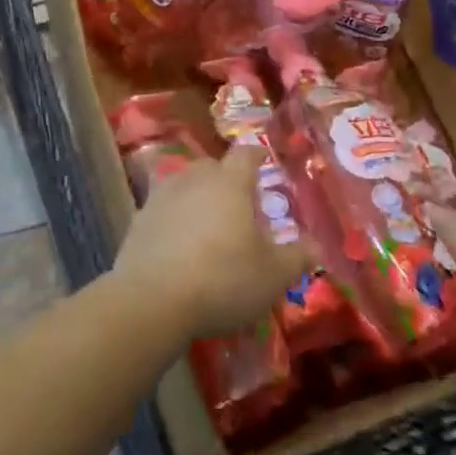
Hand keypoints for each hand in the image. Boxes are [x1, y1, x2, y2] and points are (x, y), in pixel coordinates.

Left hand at [115, 143, 315, 337]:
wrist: (152, 300)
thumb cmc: (222, 279)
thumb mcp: (272, 275)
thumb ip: (297, 257)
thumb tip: (316, 246)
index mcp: (230, 182)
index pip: (246, 154)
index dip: (256, 155)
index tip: (264, 160)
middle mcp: (195, 179)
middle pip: (213, 167)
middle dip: (227, 179)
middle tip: (240, 203)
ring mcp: (162, 197)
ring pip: (185, 185)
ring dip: (198, 197)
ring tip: (208, 224)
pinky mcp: (139, 221)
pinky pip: (163, 211)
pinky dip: (174, 220)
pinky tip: (180, 245)